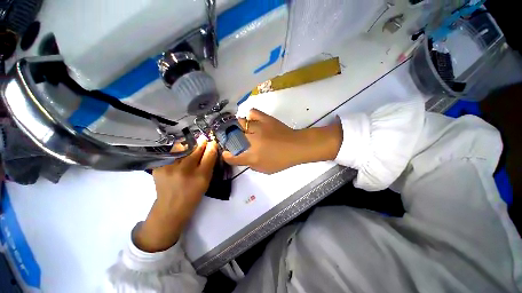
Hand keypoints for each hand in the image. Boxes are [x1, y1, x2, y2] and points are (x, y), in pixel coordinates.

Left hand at [135, 139, 217, 251]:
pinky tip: (179, 155)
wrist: (170, 208)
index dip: (212, 146)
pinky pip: (171, 153)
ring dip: (188, 145)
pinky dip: (177, 152)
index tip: (212, 142)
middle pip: (196, 150)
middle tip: (203, 139)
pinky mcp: (159, 168)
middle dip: (201, 143)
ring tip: (190, 146)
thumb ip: (209, 165)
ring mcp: (169, 168)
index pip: (209, 155)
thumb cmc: (193, 195)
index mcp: (200, 176)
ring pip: (182, 148)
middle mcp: (185, 170)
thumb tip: (210, 149)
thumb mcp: (206, 182)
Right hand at [223, 109, 342, 173]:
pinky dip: (250, 116)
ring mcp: (257, 128)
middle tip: (233, 140)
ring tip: (242, 129)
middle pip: (232, 137)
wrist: (296, 146)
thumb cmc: (281, 160)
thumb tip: (243, 157)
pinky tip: (252, 120)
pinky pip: (252, 112)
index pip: (232, 157)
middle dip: (229, 139)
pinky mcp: (265, 119)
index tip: (226, 153)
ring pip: (239, 123)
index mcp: (252, 156)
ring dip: (238, 127)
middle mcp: (251, 141)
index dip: (227, 156)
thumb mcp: (265, 169)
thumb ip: (251, 165)